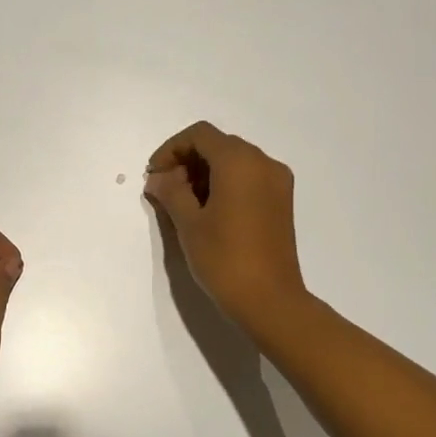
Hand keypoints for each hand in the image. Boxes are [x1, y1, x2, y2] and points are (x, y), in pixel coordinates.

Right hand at [145, 122, 305, 332]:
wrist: (270, 300)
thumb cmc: (224, 258)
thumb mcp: (188, 223)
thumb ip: (170, 192)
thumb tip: (158, 178)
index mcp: (239, 161)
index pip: (199, 135)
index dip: (171, 149)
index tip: (154, 176)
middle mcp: (263, 163)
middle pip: (219, 145)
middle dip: (187, 161)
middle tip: (165, 190)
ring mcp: (277, 182)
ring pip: (235, 161)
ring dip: (205, 173)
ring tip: (184, 203)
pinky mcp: (282, 201)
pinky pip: (249, 178)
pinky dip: (225, 184)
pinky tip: (209, 211)